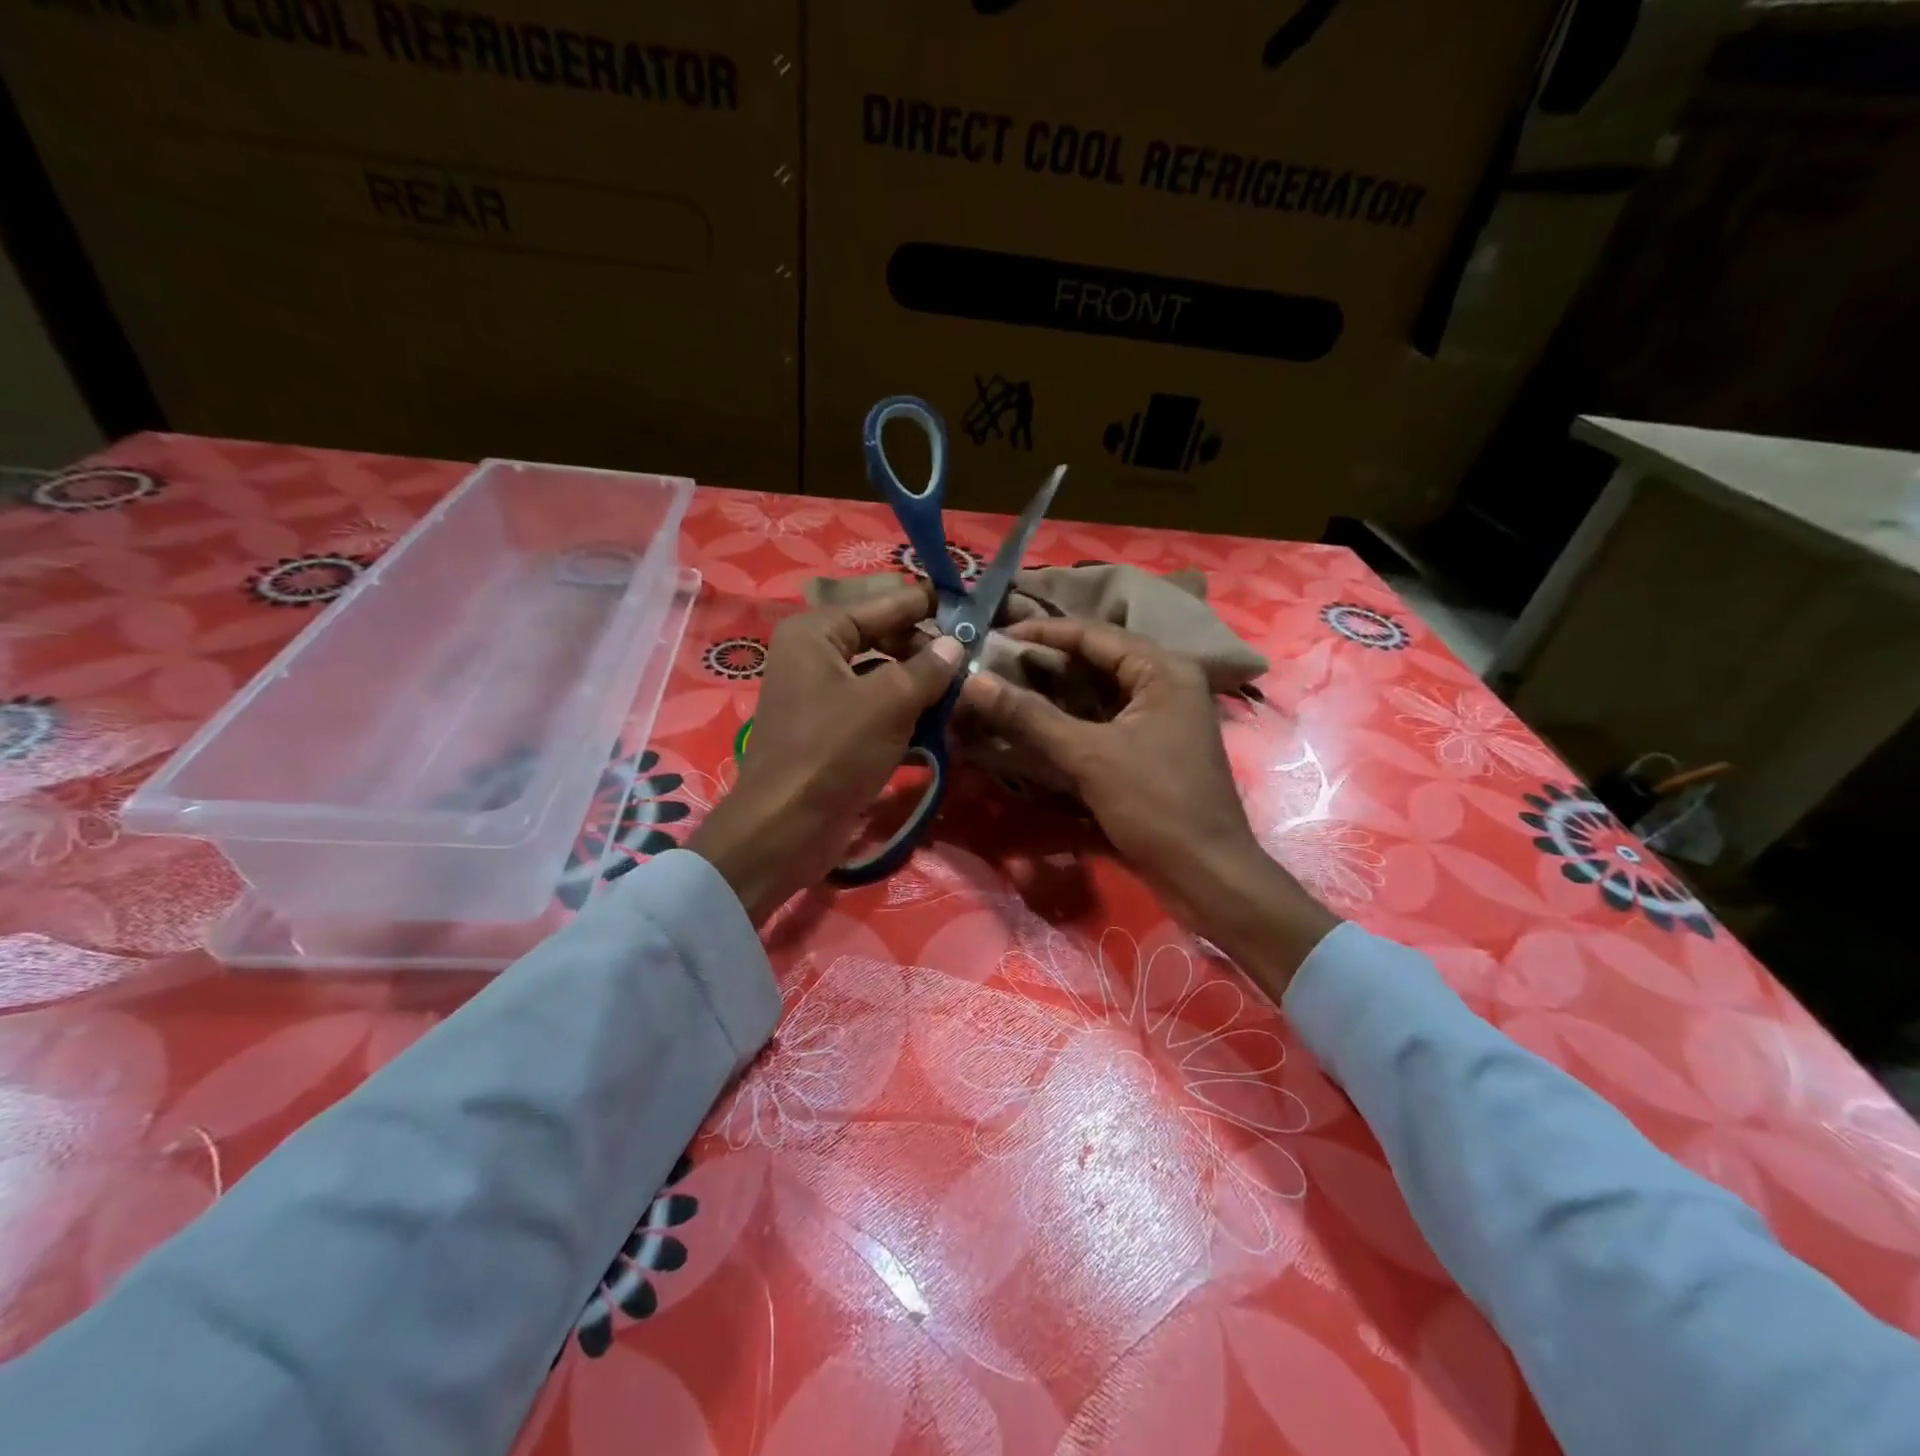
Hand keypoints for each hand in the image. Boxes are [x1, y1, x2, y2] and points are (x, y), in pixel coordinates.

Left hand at [687, 583, 962, 923]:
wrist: (785, 827)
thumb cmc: (834, 751)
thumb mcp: (889, 702)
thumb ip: (928, 668)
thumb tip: (955, 643)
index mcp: (818, 632)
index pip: (885, 603)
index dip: (928, 604)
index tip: (972, 602)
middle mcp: (815, 654)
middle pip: (883, 638)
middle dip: (928, 648)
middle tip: (978, 652)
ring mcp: (820, 693)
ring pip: (882, 675)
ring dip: (921, 682)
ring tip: (967, 685)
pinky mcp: (830, 728)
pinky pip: (875, 706)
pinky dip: (905, 711)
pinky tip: (941, 719)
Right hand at [960, 617, 1336, 995]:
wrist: (1206, 874)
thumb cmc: (1156, 805)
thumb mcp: (1090, 756)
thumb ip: (1030, 716)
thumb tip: (973, 682)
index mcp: (1163, 670)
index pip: (1093, 634)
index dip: (1041, 632)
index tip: (994, 634)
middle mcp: (1165, 683)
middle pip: (1095, 660)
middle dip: (1044, 662)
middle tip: (992, 663)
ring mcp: (1159, 717)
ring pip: (1097, 692)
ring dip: (1053, 692)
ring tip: (1004, 688)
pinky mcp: (1150, 747)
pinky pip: (1102, 720)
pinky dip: (1068, 720)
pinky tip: (1034, 725)